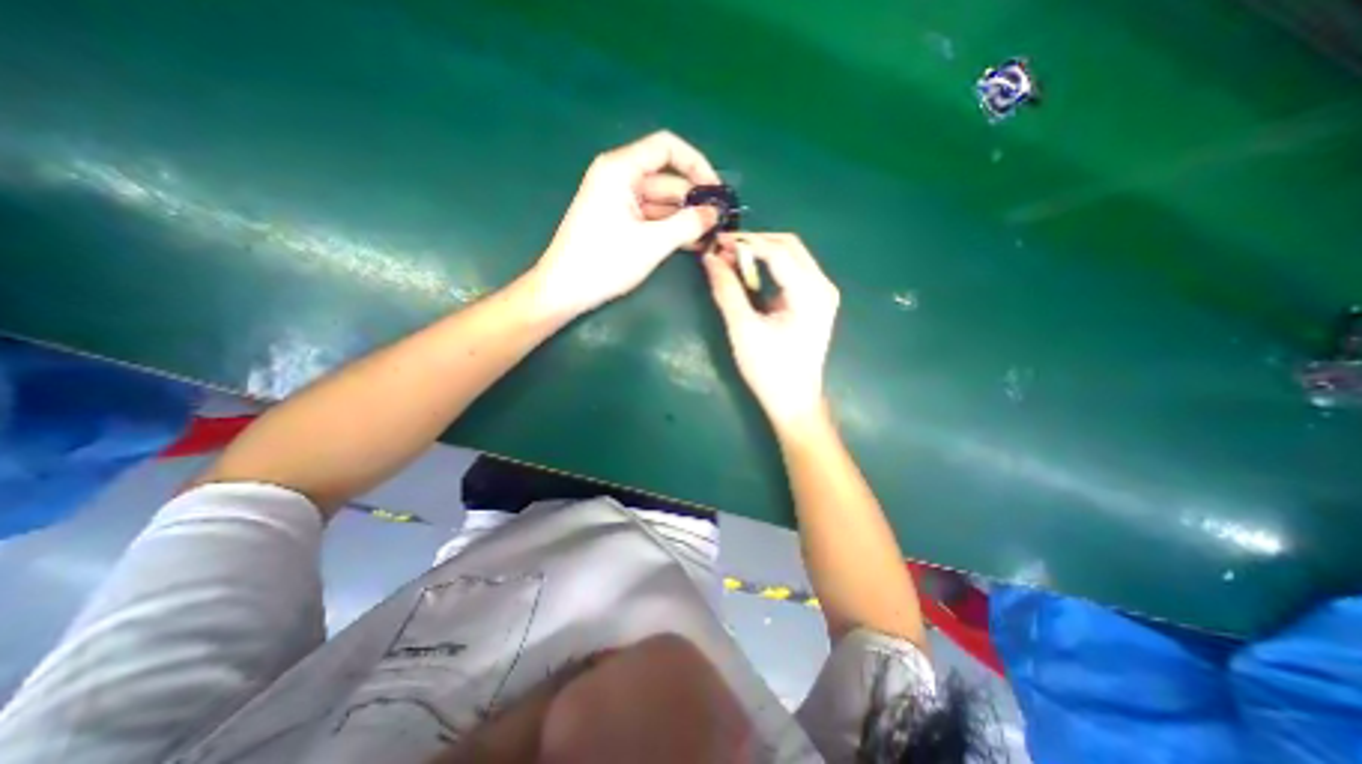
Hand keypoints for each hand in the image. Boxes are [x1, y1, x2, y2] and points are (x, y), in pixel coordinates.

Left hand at [529, 131, 723, 316]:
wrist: (565, 290)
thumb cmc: (604, 262)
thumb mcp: (651, 243)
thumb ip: (687, 225)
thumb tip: (714, 214)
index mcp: (620, 169)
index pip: (666, 148)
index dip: (696, 164)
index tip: (716, 190)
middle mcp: (619, 177)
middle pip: (666, 178)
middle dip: (693, 199)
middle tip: (719, 222)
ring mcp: (618, 200)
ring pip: (661, 201)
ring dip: (685, 217)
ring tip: (711, 236)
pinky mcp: (618, 221)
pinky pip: (651, 216)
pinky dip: (670, 227)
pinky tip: (691, 242)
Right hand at [702, 232, 842, 425]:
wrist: (794, 401)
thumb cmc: (769, 370)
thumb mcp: (743, 329)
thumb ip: (727, 291)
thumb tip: (710, 258)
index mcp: (810, 293)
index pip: (777, 251)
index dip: (745, 242)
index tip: (717, 242)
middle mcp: (822, 286)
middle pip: (789, 246)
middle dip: (755, 243)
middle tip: (723, 249)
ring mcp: (822, 293)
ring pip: (791, 256)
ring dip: (761, 253)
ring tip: (731, 259)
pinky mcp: (815, 302)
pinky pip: (792, 271)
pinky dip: (769, 267)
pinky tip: (749, 274)